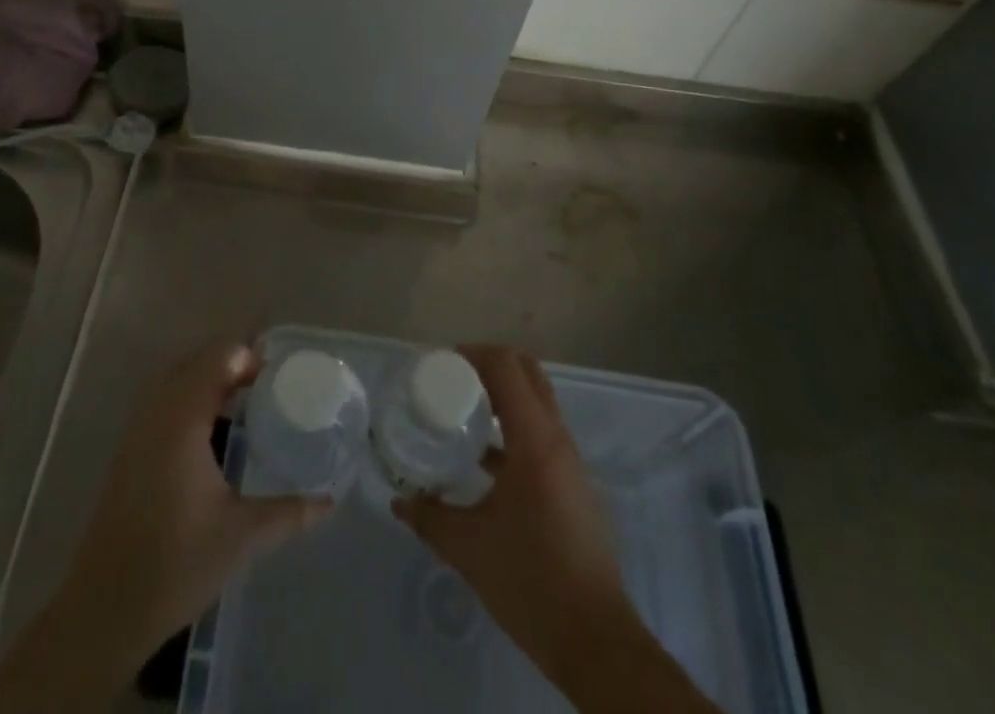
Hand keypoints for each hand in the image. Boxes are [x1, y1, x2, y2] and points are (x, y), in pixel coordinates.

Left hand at [0, 338, 332, 711]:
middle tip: (270, 384)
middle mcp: (157, 410)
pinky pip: (164, 397)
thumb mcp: (241, 537)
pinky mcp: (130, 447)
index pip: (219, 356)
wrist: (104, 608)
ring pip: (178, 376)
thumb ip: (289, 512)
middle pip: (198, 359)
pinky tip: (214, 428)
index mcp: (183, 418)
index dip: (250, 356)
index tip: (281, 374)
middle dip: (234, 362)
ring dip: (211, 377)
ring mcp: (138, 427)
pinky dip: (192, 395)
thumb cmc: (174, 565)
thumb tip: (329, 500)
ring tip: (248, 398)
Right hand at [395, 347, 719, 713]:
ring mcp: (570, 462)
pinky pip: (542, 434)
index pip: (506, 366)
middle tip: (453, 381)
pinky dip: (514, 429)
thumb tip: (399, 500)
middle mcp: (557, 438)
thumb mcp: (468, 547)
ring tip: (463, 414)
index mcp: (534, 438)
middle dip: (489, 366)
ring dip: (503, 397)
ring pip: (537, 404)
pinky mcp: (574, 485)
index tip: (441, 365)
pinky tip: (484, 461)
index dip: (473, 354)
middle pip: (527, 373)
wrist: (594, 640)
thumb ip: (430, 516)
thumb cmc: (530, 580)